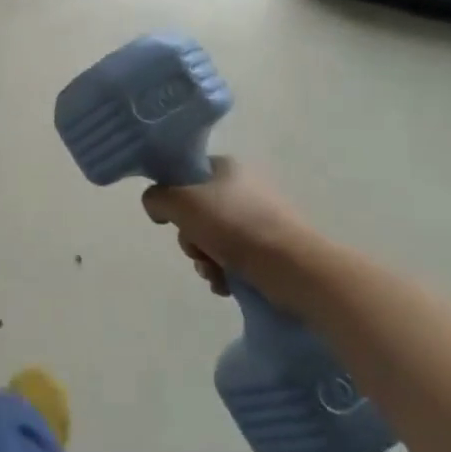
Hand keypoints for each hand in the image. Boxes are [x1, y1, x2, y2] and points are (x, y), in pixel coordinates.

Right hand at [141, 156, 326, 305]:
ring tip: (214, 274)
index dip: (172, 198)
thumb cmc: (234, 226)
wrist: (294, 267)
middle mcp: (244, 187)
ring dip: (205, 259)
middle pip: (196, 211)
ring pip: (212, 238)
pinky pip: (234, 256)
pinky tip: (227, 284)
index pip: (185, 175)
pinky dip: (225, 272)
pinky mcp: (271, 246)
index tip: (172, 219)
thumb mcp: (181, 203)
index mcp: (226, 167)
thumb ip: (156, 198)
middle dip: (190, 238)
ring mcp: (260, 217)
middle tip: (197, 251)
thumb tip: (156, 206)